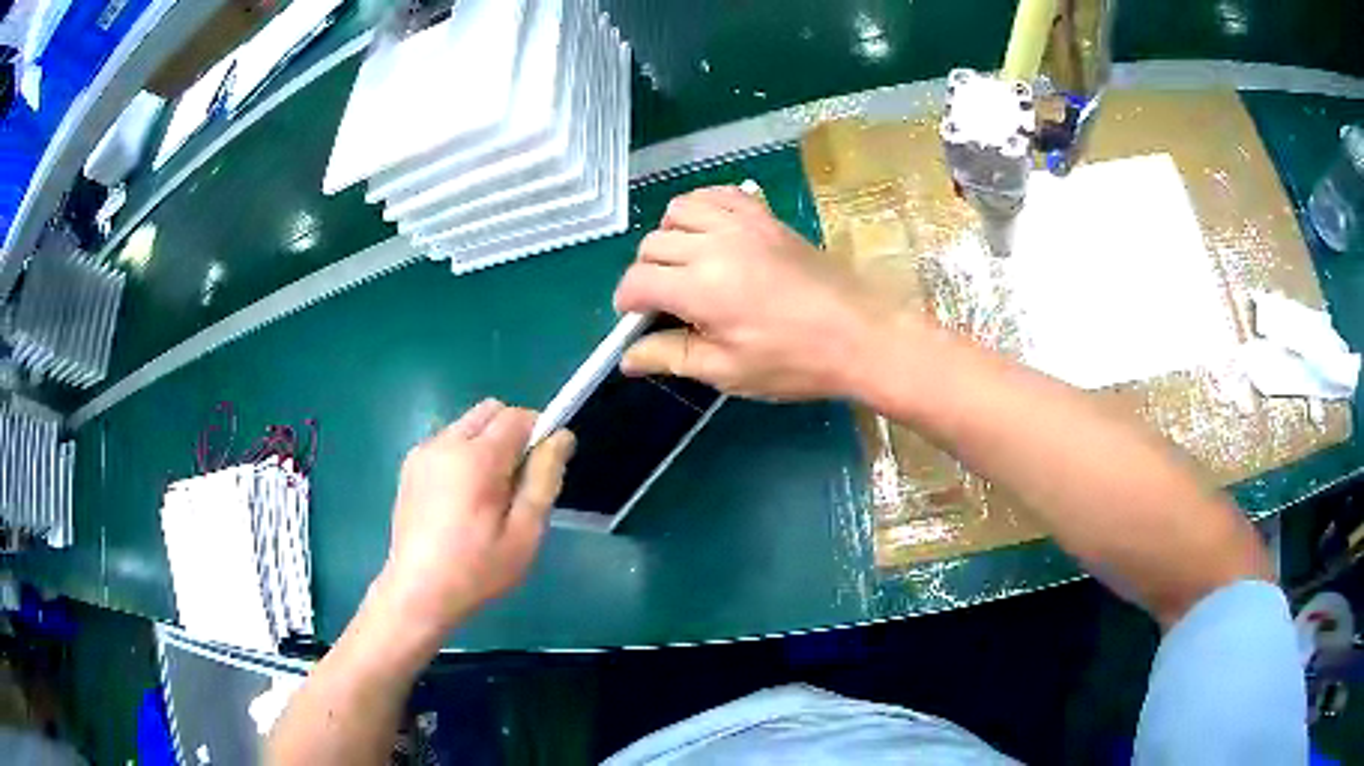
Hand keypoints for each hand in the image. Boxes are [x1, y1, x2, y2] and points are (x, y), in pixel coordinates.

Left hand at [377, 399, 574, 642]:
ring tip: (488, 494)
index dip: (539, 432)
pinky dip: (464, 454)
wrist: (418, 593)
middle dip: (512, 433)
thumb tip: (562, 436)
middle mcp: (445, 443)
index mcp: (476, 458)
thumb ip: (544, 479)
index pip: (517, 416)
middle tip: (518, 482)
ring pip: (468, 424)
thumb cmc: (477, 570)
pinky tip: (462, 499)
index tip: (544, 468)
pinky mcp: (410, 466)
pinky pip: (447, 441)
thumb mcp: (525, 533)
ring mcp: (423, 452)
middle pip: (490, 411)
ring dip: (487, 443)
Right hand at [613, 186, 907, 400]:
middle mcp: (714, 243)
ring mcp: (742, 222)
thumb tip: (627, 358)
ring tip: (685, 264)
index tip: (636, 320)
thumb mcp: (728, 371)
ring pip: (678, 210)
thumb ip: (671, 357)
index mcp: (701, 287)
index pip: (637, 281)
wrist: (860, 334)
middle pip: (652, 245)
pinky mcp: (765, 214)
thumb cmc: (794, 361)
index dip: (627, 303)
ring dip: (669, 236)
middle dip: (646, 274)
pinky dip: (701, 208)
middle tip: (666, 303)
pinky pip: (717, 194)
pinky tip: (710, 234)